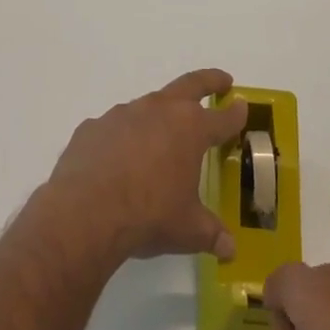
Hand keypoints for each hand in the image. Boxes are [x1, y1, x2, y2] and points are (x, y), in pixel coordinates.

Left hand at [42, 69, 247, 264]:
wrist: (86, 211)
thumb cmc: (148, 215)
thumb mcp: (188, 230)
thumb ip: (211, 234)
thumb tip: (229, 248)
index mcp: (190, 129)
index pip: (222, 117)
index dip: (236, 114)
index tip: (243, 107)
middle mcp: (158, 111)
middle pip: (190, 85)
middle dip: (209, 81)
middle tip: (221, 81)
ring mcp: (122, 114)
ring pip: (148, 106)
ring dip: (159, 116)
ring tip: (161, 137)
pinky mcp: (93, 126)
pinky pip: (114, 129)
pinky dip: (122, 139)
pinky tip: (117, 161)